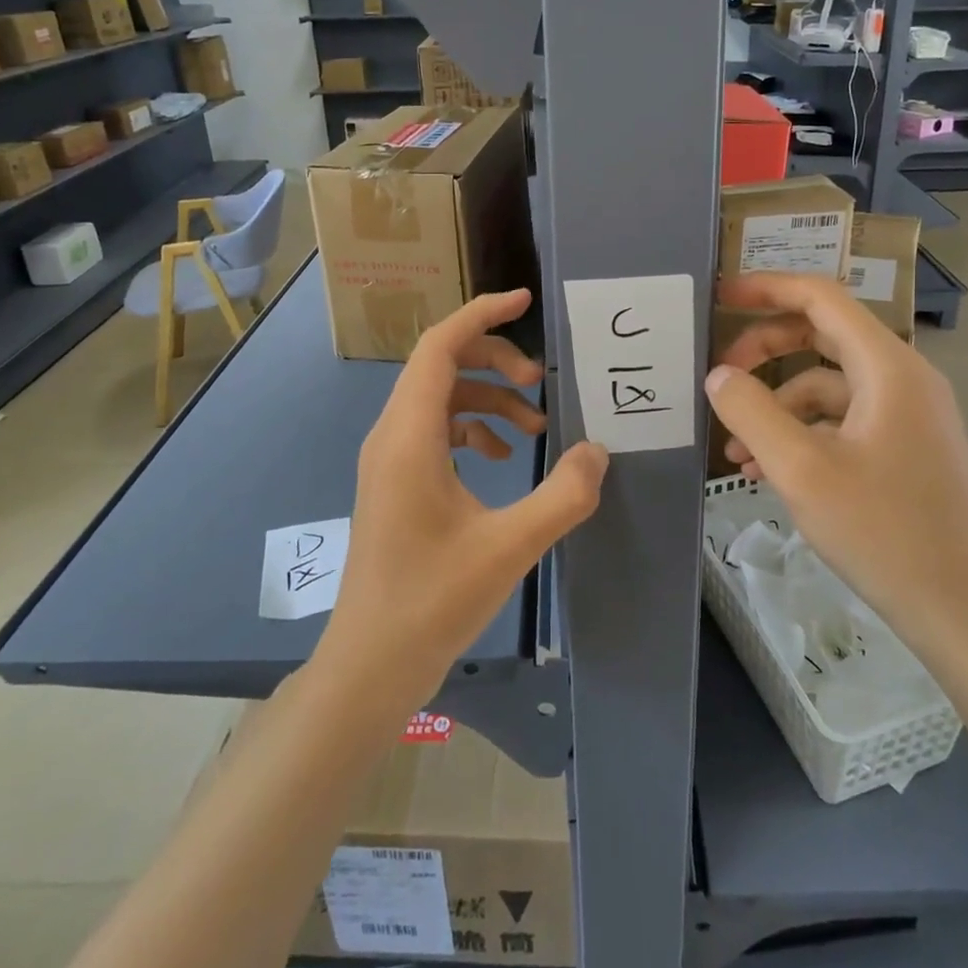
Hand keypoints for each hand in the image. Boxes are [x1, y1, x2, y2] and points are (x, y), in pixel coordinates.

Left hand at [314, 290, 607, 722]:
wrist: (370, 666)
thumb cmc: (431, 602)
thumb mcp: (509, 547)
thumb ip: (562, 495)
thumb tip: (598, 450)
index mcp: (409, 435)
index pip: (439, 345)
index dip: (481, 314)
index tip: (525, 300)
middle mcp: (392, 435)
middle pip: (441, 364)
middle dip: (495, 360)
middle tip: (541, 381)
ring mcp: (390, 459)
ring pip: (440, 397)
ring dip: (489, 397)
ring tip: (535, 426)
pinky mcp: (396, 482)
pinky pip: (436, 430)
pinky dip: (473, 427)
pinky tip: (503, 456)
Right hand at [706, 273, 967, 661]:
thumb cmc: (887, 534)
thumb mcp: (802, 470)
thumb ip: (751, 412)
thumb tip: (719, 376)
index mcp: (887, 367)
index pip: (821, 298)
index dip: (767, 288)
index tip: (720, 295)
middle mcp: (902, 380)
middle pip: (822, 337)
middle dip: (764, 351)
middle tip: (719, 377)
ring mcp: (908, 417)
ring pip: (827, 387)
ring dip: (776, 406)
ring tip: (735, 452)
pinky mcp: (906, 452)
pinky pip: (843, 423)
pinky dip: (801, 435)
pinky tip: (768, 474)